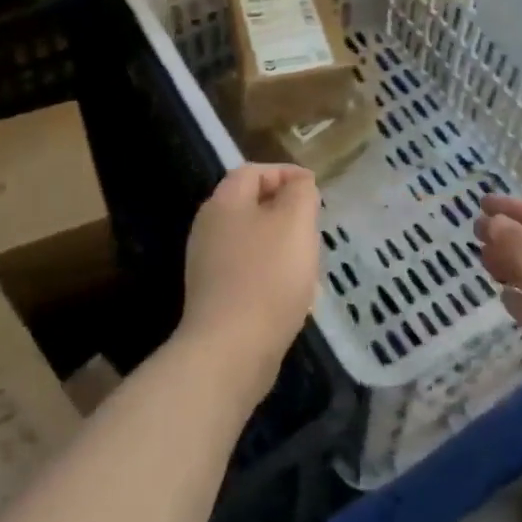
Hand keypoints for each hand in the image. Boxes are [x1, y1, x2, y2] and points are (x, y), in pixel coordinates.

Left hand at [179, 164, 320, 402]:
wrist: (230, 351)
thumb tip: (298, 184)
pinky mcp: (213, 297)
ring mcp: (207, 265)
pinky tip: (291, 292)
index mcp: (224, 203)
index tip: (314, 187)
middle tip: (312, 223)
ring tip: (307, 258)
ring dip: (280, 243)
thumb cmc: (268, 276)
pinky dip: (270, 271)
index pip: (252, 171)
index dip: (284, 172)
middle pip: (249, 205)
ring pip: (250, 239)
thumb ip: (300, 193)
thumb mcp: (295, 222)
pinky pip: (246, 271)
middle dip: (284, 209)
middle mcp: (208, 228)